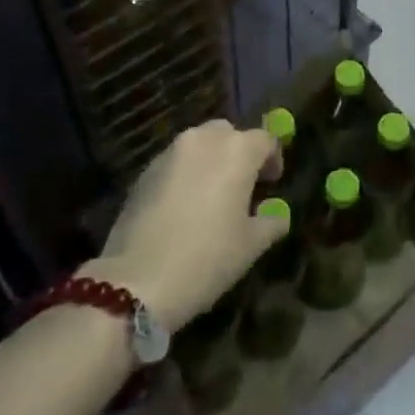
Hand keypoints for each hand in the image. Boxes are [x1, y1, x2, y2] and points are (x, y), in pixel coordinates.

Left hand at [85, 121, 288, 332]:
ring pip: (199, 144)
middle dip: (238, 153)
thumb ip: (271, 221)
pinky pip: (175, 162)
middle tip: (242, 185)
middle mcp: (203, 140)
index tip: (272, 183)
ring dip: (210, 161)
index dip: (273, 159)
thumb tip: (277, 214)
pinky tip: (182, 207)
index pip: (265, 139)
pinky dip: (185, 174)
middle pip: (229, 133)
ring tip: (211, 195)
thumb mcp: (251, 246)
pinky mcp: (144, 171)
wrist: (137, 280)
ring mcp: (170, 153)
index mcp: (237, 151)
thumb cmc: (206, 258)